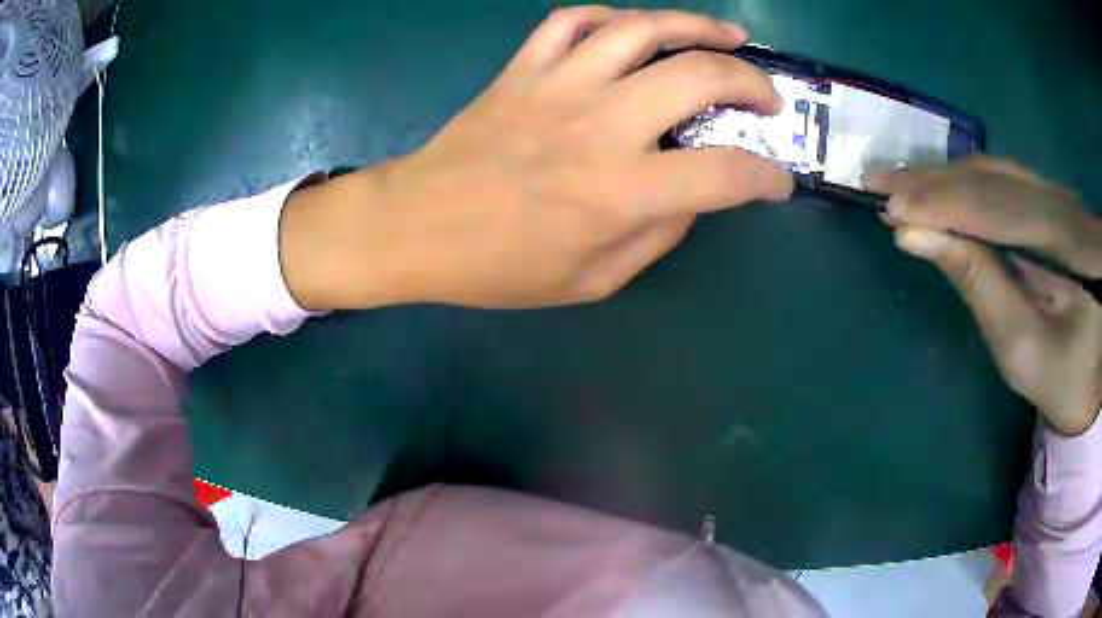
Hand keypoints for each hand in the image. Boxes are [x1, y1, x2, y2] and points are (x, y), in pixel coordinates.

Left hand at [280, 7, 791, 309]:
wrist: (414, 227)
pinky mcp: (522, 68)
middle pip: (697, 76)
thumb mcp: (590, 280)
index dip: (765, 176)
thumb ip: (655, 236)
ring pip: (641, 28)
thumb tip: (692, 196)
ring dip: (696, 25)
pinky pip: (572, 20)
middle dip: (751, 83)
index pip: (723, 173)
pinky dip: (611, 15)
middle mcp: (597, 125)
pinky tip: (634, 28)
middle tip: (767, 98)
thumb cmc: (497, 267)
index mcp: (618, 191)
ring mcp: (556, 85)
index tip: (778, 180)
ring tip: (729, 35)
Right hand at [864, 156, 1101, 435]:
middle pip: (991, 179)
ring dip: (944, 176)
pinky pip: (1003, 179)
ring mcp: (1057, 197)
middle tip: (878, 184)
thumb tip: (919, 237)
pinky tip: (940, 185)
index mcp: (1066, 244)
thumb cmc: (1064, 377)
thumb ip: (977, 285)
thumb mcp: (1022, 348)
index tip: (891, 208)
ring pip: (994, 172)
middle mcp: (1061, 203)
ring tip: (900, 183)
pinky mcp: (1052, 201)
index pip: (996, 208)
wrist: (1097, 369)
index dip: (943, 204)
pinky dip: (965, 182)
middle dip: (933, 181)